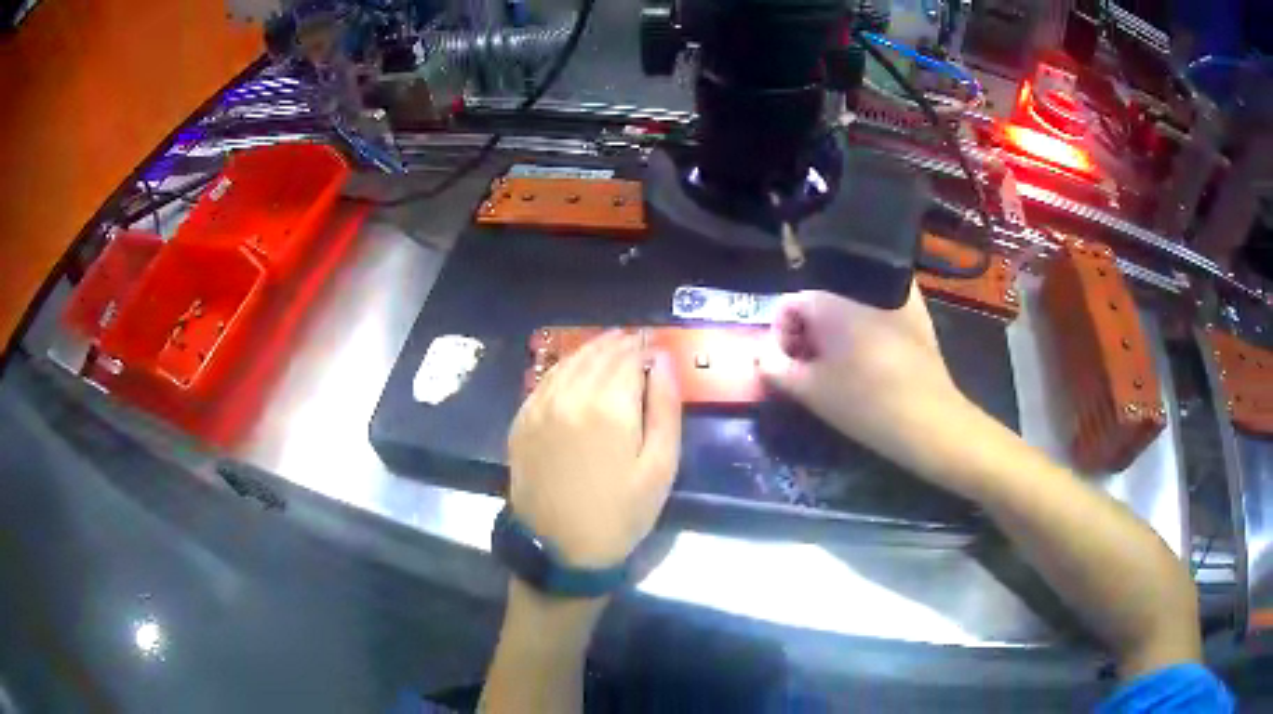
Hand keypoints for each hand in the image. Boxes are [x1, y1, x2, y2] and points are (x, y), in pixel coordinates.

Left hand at [508, 331, 682, 568]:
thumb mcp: (660, 466)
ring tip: (607, 348)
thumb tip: (663, 360)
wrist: (561, 550)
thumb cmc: (621, 513)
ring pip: (568, 363)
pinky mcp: (521, 421)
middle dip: (617, 344)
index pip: (627, 357)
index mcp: (609, 406)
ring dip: (590, 351)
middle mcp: (570, 396)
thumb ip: (665, 407)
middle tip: (633, 340)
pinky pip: (544, 381)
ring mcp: (540, 407)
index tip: (652, 343)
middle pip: (596, 355)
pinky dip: (563, 368)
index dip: (642, 346)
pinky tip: (573, 371)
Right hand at [758, 285, 975, 478]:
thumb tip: (764, 354)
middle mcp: (861, 291)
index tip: (786, 365)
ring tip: (840, 366)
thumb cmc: (866, 406)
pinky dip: (869, 325)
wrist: (930, 422)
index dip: (780, 334)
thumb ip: (777, 368)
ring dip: (837, 332)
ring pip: (851, 307)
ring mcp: (894, 300)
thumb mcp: (811, 392)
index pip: (790, 303)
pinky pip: (882, 310)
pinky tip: (872, 353)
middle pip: (820, 302)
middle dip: (808, 333)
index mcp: (831, 303)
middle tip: (810, 369)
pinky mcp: (918, 317)